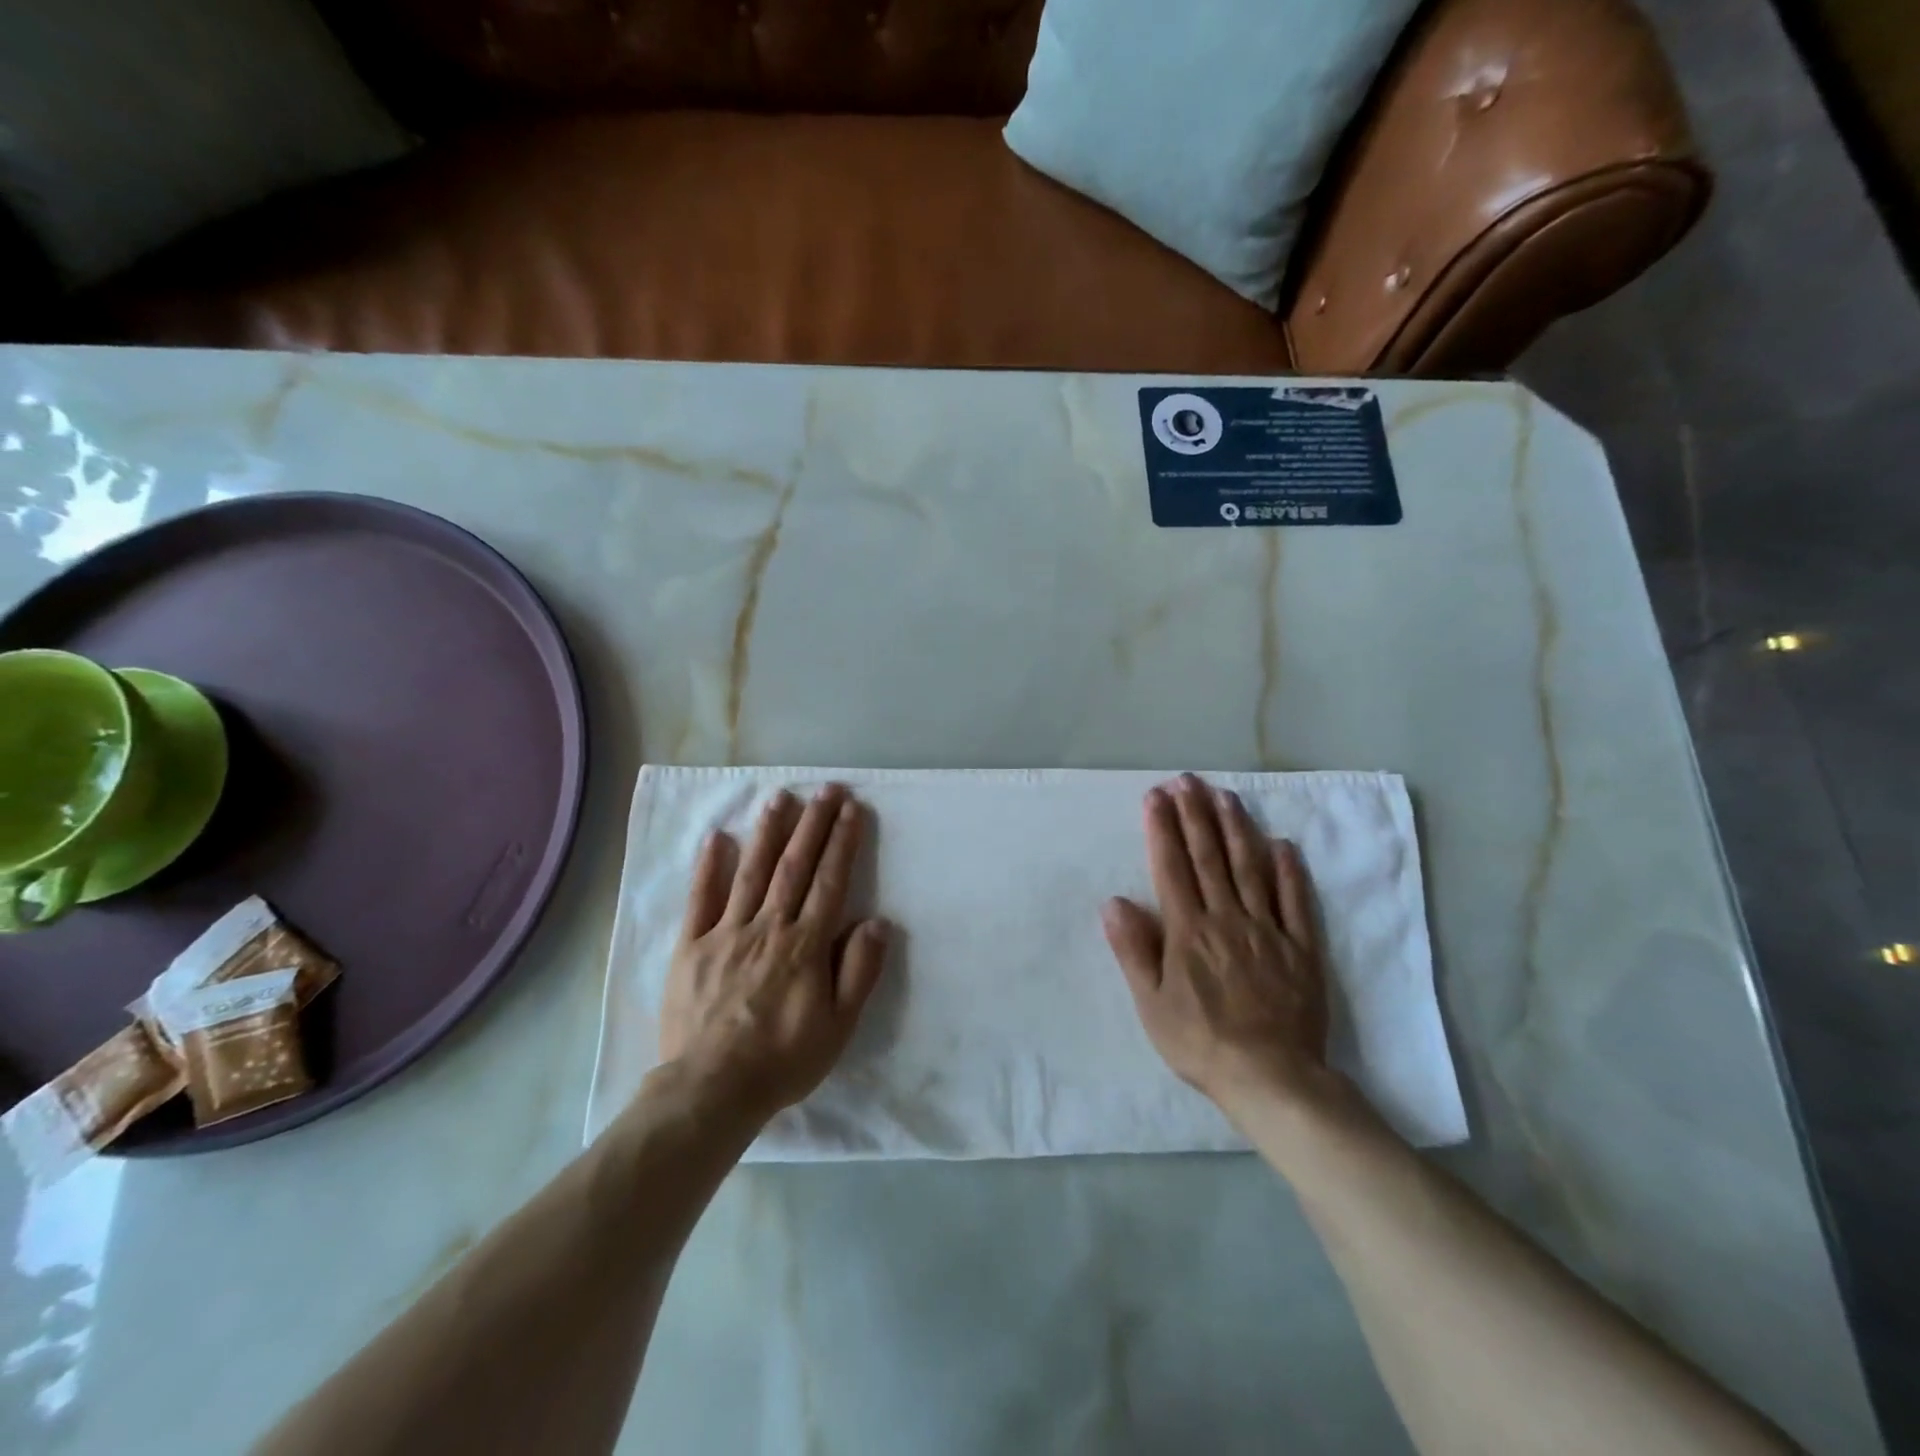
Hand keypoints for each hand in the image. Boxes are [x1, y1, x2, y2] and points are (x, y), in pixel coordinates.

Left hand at [658, 785, 889, 1122]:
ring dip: (768, 833)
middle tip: (825, 789)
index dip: (842, 842)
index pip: (829, 881)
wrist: (711, 1090)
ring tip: (779, 798)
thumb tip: (877, 921)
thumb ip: (859, 970)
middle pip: (794, 866)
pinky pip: (701, 901)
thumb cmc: (784, 1059)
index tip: (851, 808)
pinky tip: (716, 838)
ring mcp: (726, 933)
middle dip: (813, 824)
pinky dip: (708, 868)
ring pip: (751, 873)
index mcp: (805, 944)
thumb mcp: (839, 1026)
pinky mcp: (691, 948)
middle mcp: (768, 927)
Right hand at [1102, 774, 1329, 1111]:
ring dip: (1237, 829)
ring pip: (1250, 869)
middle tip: (1188, 781)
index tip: (1156, 796)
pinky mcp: (1301, 948)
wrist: (1271, 1078)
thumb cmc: (1200, 1042)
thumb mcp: (1151, 1003)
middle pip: (1210, 857)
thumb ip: (1133, 950)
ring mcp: (1268, 930)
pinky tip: (1283, 844)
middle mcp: (1227, 918)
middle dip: (1196, 815)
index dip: (1162, 828)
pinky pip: (1296, 902)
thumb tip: (1114, 901)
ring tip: (1226, 796)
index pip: (1171, 867)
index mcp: (1188, 930)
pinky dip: (1289, 871)